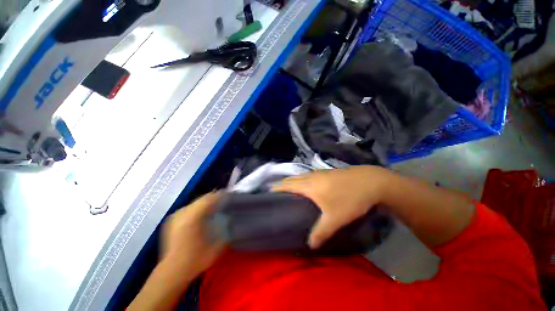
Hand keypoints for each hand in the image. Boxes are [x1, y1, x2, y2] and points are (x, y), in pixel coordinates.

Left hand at [160, 192, 225, 279]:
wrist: (172, 273)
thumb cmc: (195, 259)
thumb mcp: (217, 246)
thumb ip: (226, 230)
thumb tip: (232, 219)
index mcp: (192, 216)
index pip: (209, 198)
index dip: (221, 195)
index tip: (230, 196)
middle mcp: (182, 213)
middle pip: (201, 199)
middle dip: (214, 199)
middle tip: (225, 202)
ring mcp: (175, 217)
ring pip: (195, 203)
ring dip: (206, 204)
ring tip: (215, 208)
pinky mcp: (172, 222)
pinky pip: (188, 209)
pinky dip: (198, 209)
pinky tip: (203, 216)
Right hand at [272, 166, 388, 248]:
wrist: (371, 181)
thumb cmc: (350, 198)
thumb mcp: (335, 218)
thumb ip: (321, 232)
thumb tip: (310, 245)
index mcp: (308, 185)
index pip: (285, 184)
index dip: (275, 188)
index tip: (266, 195)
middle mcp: (311, 176)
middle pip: (291, 179)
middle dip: (281, 186)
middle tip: (276, 198)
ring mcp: (319, 173)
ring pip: (300, 177)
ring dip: (292, 184)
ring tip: (289, 195)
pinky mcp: (327, 173)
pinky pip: (308, 177)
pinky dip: (302, 183)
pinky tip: (307, 191)